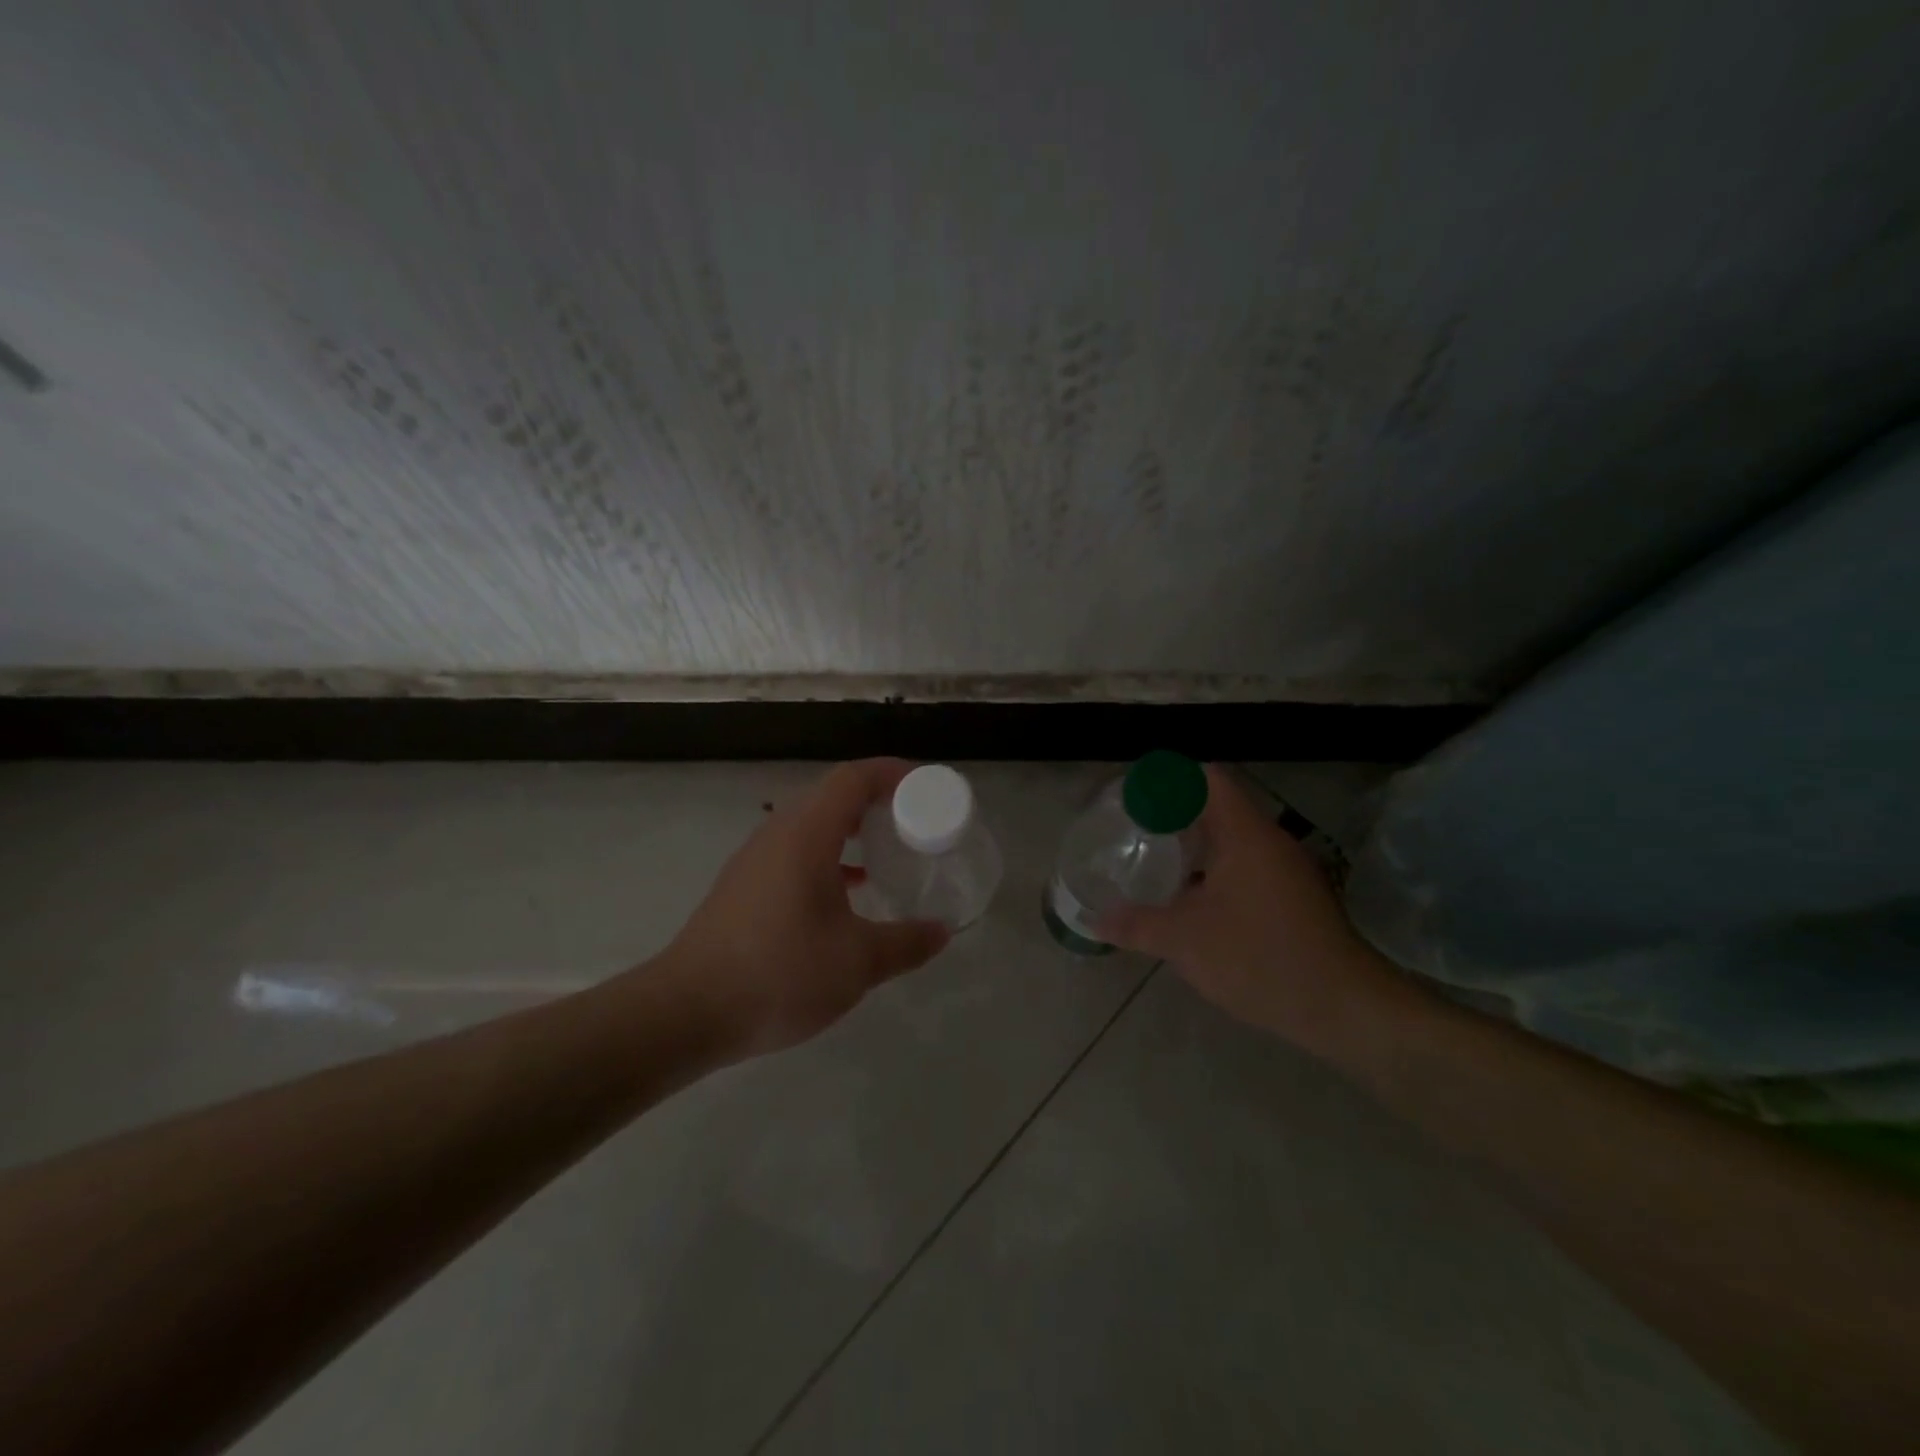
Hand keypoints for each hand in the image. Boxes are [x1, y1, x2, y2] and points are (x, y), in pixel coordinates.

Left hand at [659, 759, 948, 1057]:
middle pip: (833, 795)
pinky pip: (795, 851)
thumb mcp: (857, 962)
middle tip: (915, 820)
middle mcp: (778, 833)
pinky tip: (848, 891)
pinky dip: (829, 856)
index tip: (927, 786)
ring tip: (887, 851)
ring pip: (812, 824)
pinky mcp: (743, 885)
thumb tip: (942, 931)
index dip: (893, 773)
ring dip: (852, 829)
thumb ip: (906, 943)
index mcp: (806, 834)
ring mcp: (755, 859)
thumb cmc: (779, 973)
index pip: (854, 778)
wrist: (686, 1012)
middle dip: (877, 800)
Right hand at [1097, 765, 1412, 1060]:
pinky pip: (1248, 867)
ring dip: (1197, 846)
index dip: (1169, 780)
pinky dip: (1217, 872)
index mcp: (1245, 834)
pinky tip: (1194, 901)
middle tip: (1136, 829)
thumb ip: (1136, 925)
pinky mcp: (1296, 899)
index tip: (1136, 796)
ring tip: (1157, 862)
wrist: (1344, 1008)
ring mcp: (1288, 871)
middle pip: (1219, 807)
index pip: (1207, 779)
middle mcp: (1270, 842)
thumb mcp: (1185, 941)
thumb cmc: (1260, 958)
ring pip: (1234, 841)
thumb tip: (1095, 920)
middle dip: (1176, 814)